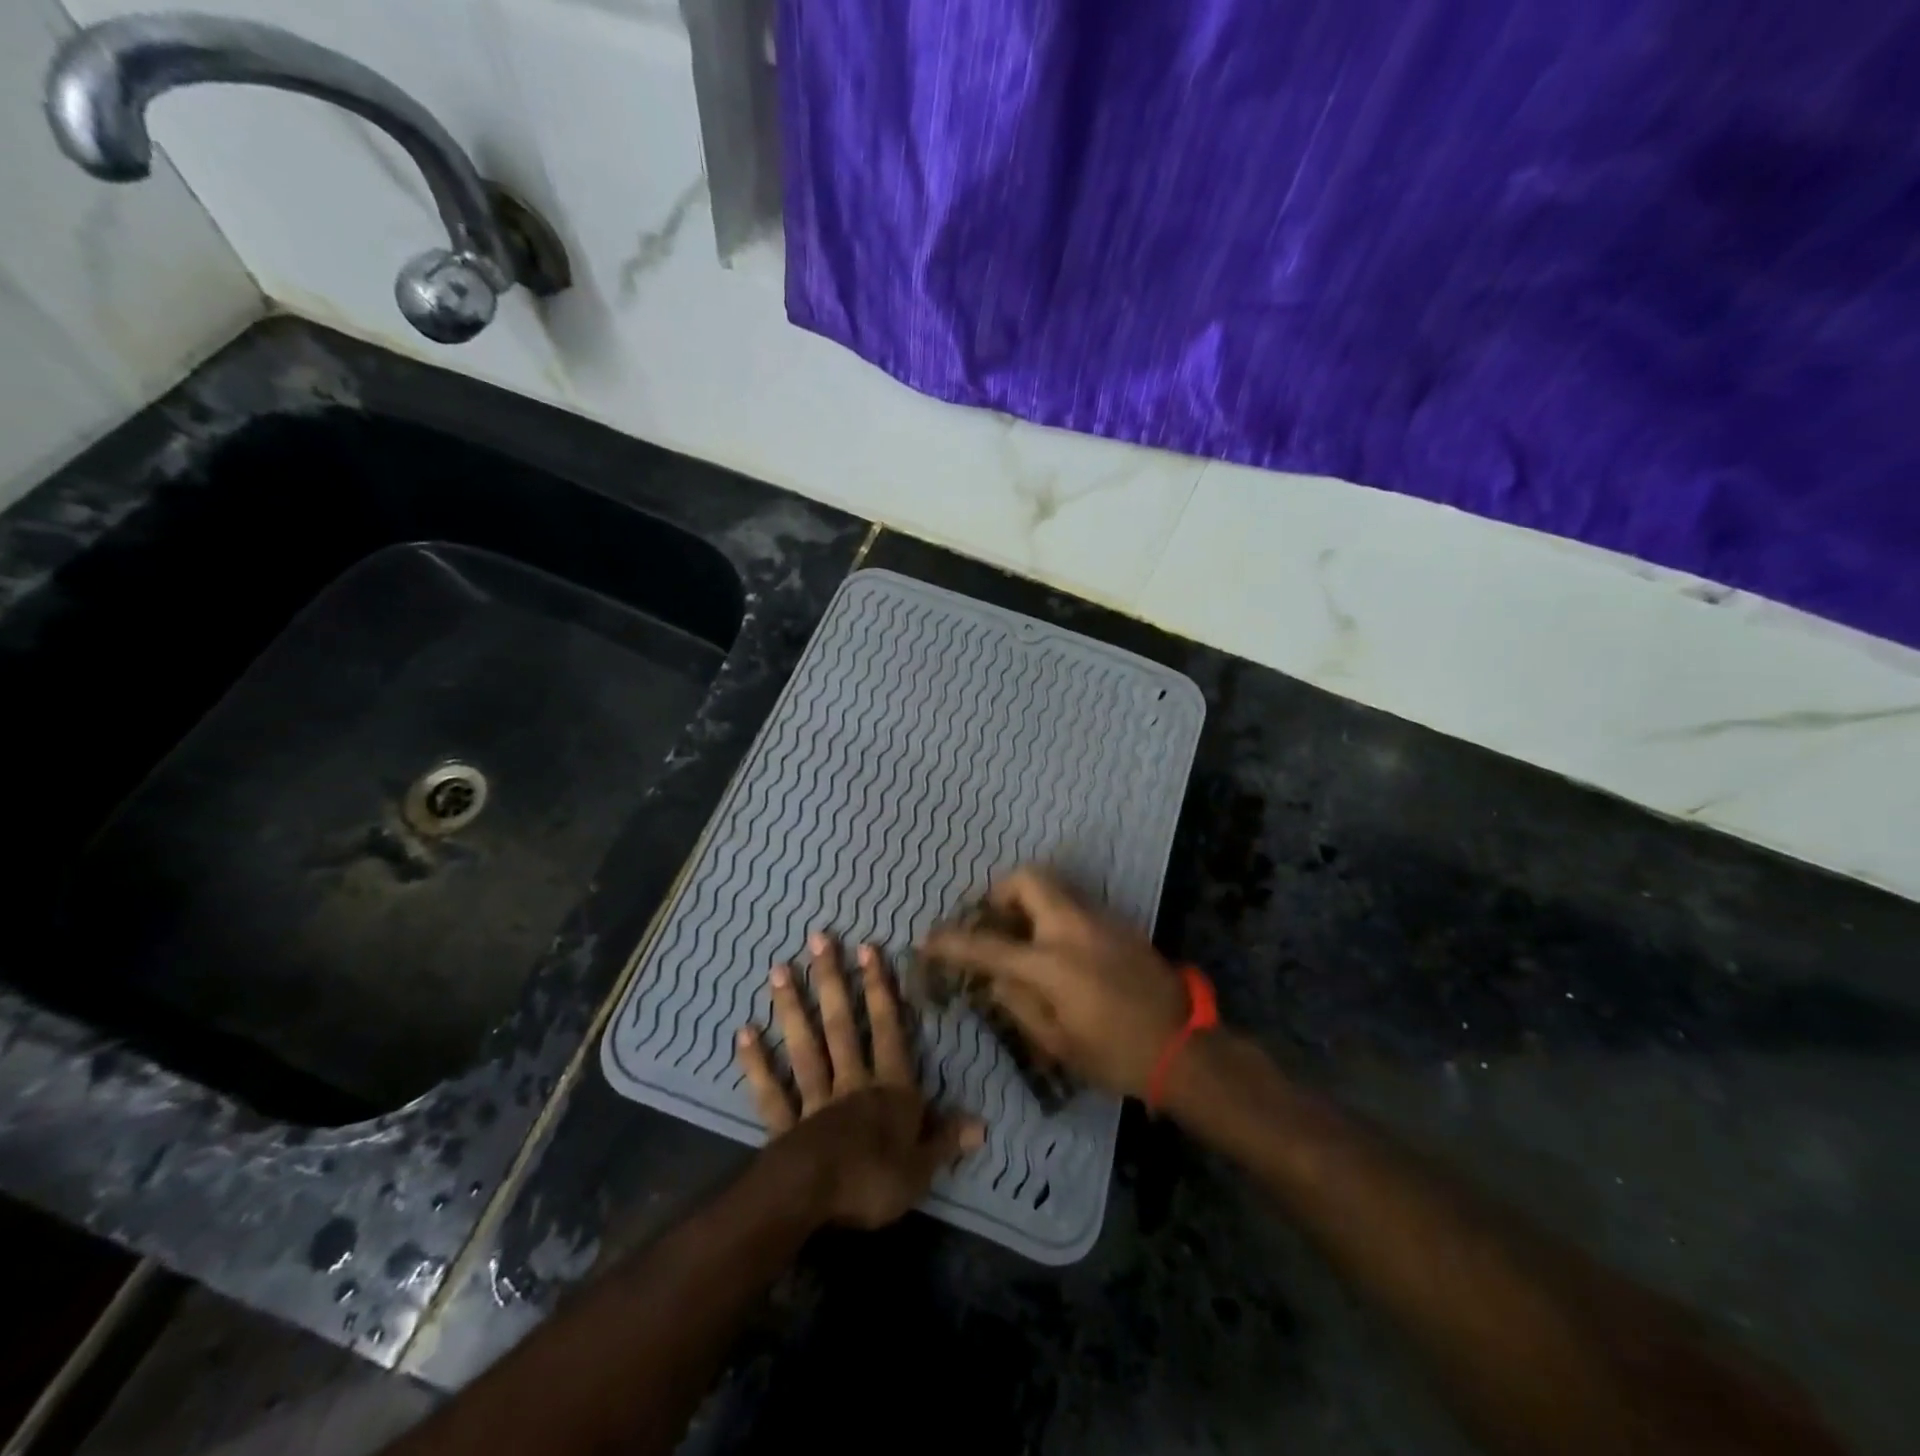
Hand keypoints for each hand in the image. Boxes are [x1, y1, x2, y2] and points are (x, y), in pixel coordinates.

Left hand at [736, 933, 983, 1228]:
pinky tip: (743, 1033)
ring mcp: (814, 1100)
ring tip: (778, 969)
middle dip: (830, 981)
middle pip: (841, 1026)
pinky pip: (771, 1091)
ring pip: (805, 1047)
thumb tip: (982, 1124)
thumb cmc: (874, 1181)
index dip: (879, 989)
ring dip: (791, 1008)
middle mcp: (851, 1083)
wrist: (814, 1199)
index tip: (867, 948)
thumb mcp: (922, 1168)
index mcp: (889, 1089)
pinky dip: (757, 1063)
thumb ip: (946, 1140)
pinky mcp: (785, 1125)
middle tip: (817, 939)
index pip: (888, 1030)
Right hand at [920, 867, 1190, 1098]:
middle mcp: (1073, 928)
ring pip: (1054, 888)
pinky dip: (1053, 915)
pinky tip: (1055, 950)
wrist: (1185, 1047)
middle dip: (1000, 893)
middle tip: (992, 923)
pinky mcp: (1119, 923)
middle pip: (1027, 879)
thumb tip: (993, 978)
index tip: (928, 940)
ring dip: (1028, 903)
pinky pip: (1074, 905)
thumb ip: (1017, 1004)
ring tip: (1021, 938)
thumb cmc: (1116, 1055)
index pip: (989, 945)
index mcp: (1052, 963)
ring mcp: (1100, 919)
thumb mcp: (1057, 1042)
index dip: (953, 942)